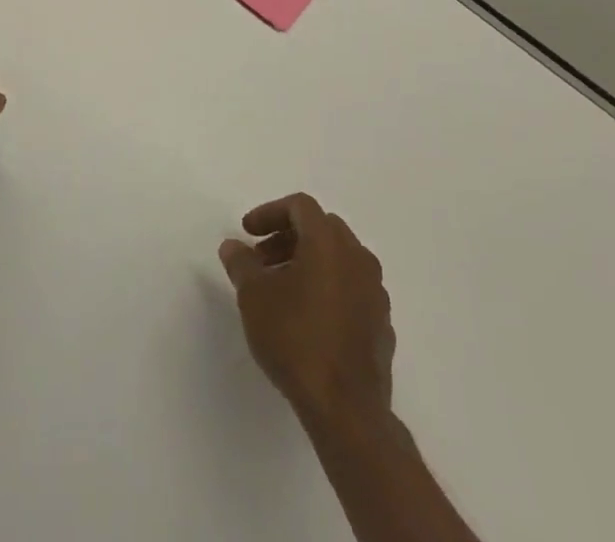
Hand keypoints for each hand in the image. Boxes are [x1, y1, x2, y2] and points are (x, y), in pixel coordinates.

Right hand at [219, 194, 395, 426]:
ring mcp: (375, 290)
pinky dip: (328, 287)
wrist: (347, 409)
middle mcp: (357, 256)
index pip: (300, 206)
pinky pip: (351, 288)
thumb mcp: (254, 298)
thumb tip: (232, 245)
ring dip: (308, 262)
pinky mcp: (382, 322)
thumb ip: (241, 264)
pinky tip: (309, 317)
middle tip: (262, 260)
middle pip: (321, 228)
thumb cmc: (296, 340)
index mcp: (328, 241)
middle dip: (287, 237)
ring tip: (282, 290)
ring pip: (339, 258)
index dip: (269, 212)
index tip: (247, 233)